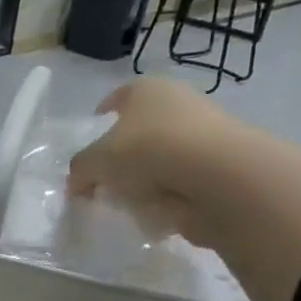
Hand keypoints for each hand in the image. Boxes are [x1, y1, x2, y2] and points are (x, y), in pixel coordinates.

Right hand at [67, 77, 242, 246]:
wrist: (218, 176)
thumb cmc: (148, 152)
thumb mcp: (96, 162)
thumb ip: (80, 171)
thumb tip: (77, 184)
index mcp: (147, 89)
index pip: (119, 96)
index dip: (102, 116)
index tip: (93, 138)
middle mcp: (180, 102)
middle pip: (143, 128)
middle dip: (125, 153)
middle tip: (107, 179)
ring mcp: (206, 132)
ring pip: (166, 155)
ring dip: (149, 177)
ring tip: (131, 201)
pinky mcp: (223, 165)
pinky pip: (186, 181)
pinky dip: (172, 195)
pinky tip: (160, 211)